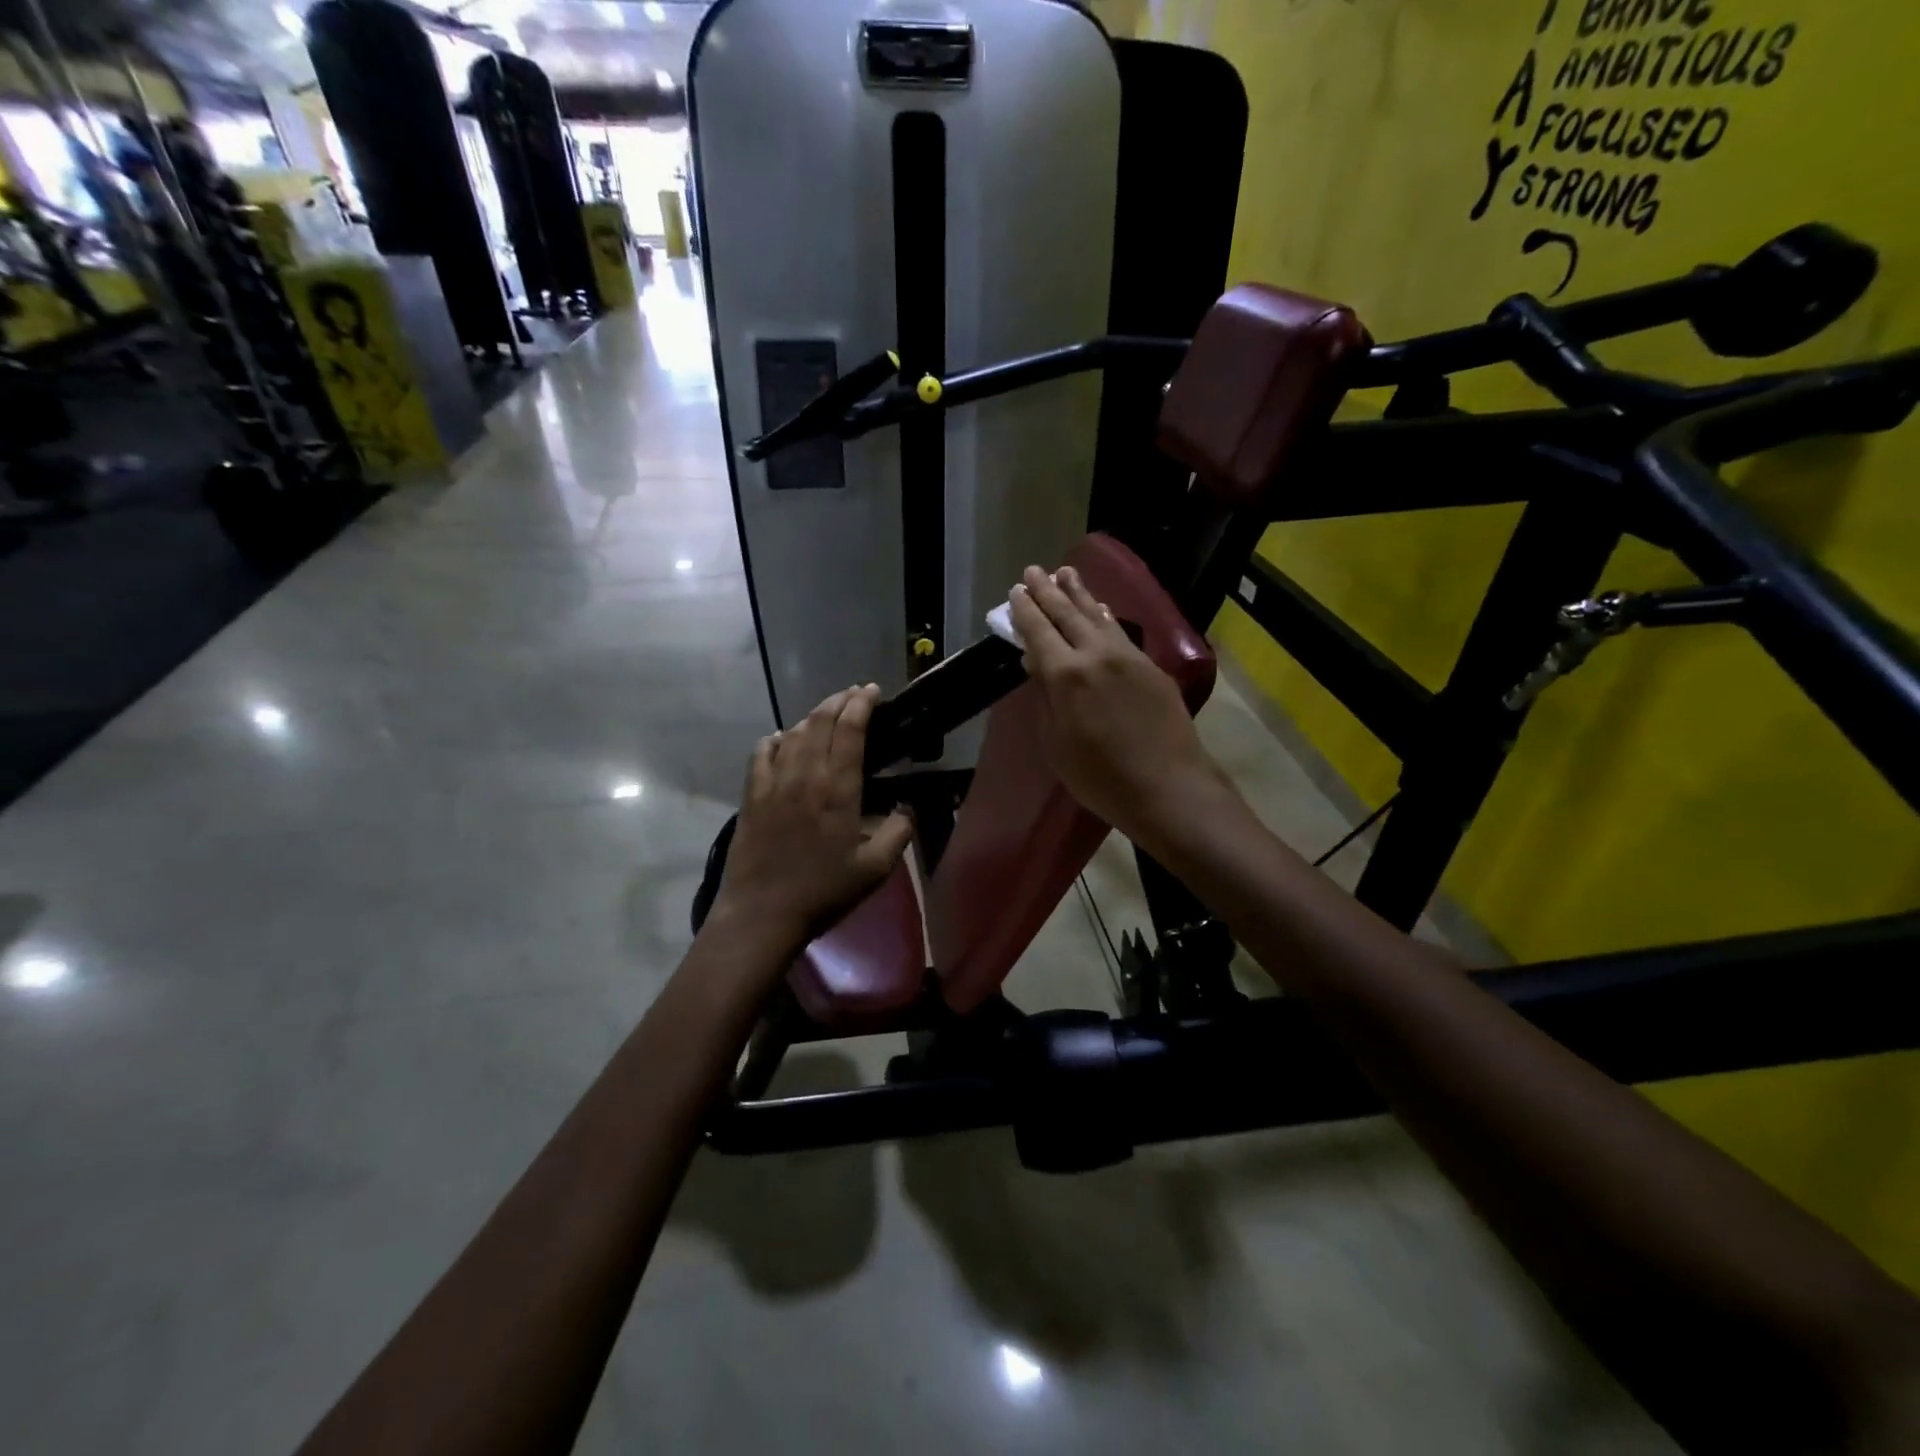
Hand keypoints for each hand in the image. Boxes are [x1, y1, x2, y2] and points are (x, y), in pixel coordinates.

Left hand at [710, 686, 914, 950]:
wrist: (763, 913)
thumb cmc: (824, 891)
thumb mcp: (875, 868)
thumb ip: (898, 832)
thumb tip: (908, 807)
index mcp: (838, 788)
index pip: (849, 730)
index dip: (861, 704)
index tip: (872, 691)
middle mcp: (805, 774)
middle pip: (820, 721)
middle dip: (839, 701)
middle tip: (854, 695)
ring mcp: (774, 782)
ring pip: (793, 732)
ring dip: (813, 716)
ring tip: (826, 715)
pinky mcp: (751, 795)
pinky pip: (762, 752)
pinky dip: (777, 738)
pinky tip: (784, 740)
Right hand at [1008, 565, 1231, 853]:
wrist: (1167, 787)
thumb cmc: (1100, 777)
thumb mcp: (1056, 744)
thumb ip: (1046, 698)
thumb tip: (1037, 663)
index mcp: (1066, 675)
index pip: (1039, 631)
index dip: (1026, 610)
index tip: (1016, 591)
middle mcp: (1096, 654)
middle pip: (1068, 613)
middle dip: (1048, 590)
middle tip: (1035, 570)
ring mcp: (1128, 657)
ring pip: (1098, 616)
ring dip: (1080, 593)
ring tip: (1066, 572)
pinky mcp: (1152, 667)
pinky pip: (1120, 632)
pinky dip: (1105, 617)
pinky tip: (1101, 610)